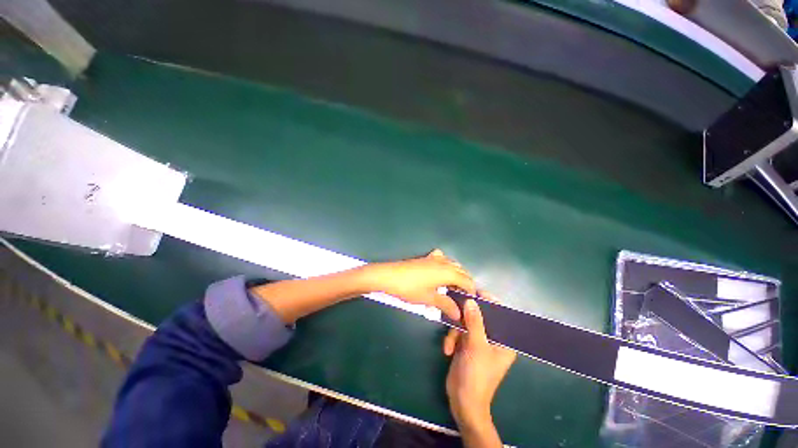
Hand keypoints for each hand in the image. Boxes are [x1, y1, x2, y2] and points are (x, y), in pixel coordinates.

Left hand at [360, 249, 475, 320]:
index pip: (467, 281)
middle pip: (462, 271)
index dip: (471, 292)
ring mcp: (434, 258)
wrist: (389, 276)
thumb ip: (446, 305)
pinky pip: (441, 258)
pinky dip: (445, 265)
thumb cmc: (410, 288)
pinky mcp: (425, 258)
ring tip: (452, 288)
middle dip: (465, 283)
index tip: (470, 303)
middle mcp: (444, 262)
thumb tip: (458, 314)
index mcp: (448, 272)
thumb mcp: (429, 298)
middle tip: (462, 298)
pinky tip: (440, 272)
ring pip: (453, 264)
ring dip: (457, 274)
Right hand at [444, 295, 515, 433]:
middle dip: (465, 316)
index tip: (475, 291)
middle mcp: (492, 338)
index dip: (489, 301)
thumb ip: (474, 321)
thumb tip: (471, 299)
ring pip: (466, 323)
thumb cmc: (477, 375)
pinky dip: (452, 339)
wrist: (462, 401)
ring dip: (455, 332)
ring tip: (450, 344)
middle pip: (480, 316)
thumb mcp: (476, 346)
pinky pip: (458, 333)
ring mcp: (478, 341)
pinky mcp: (466, 345)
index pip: (500, 314)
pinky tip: (447, 350)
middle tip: (455, 307)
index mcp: (503, 340)